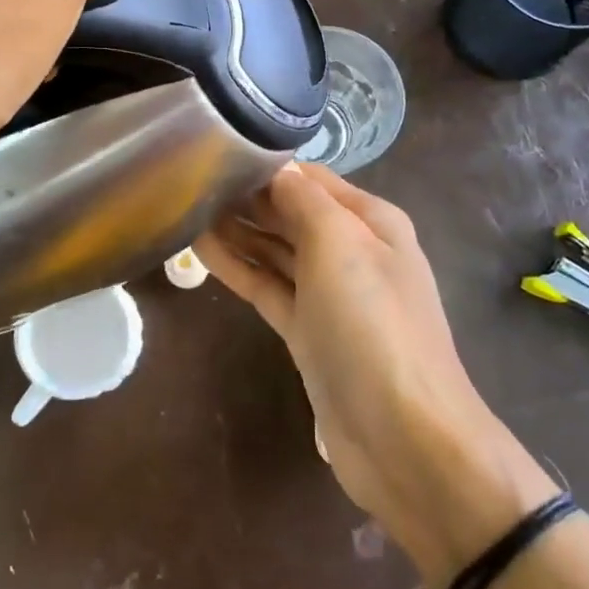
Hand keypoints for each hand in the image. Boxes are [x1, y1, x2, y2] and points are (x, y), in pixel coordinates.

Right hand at [196, 163, 555, 581]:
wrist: (403, 437)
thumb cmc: (372, 324)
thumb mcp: (340, 244)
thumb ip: (303, 199)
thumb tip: (274, 166)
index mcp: (370, 221)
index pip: (310, 178)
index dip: (266, 165)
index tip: (216, 151)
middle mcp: (351, 251)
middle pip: (290, 212)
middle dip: (246, 196)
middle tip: (189, 179)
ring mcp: (328, 294)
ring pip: (275, 249)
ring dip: (236, 229)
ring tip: (185, 206)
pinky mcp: (307, 331)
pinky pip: (267, 286)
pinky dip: (237, 266)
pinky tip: (199, 248)